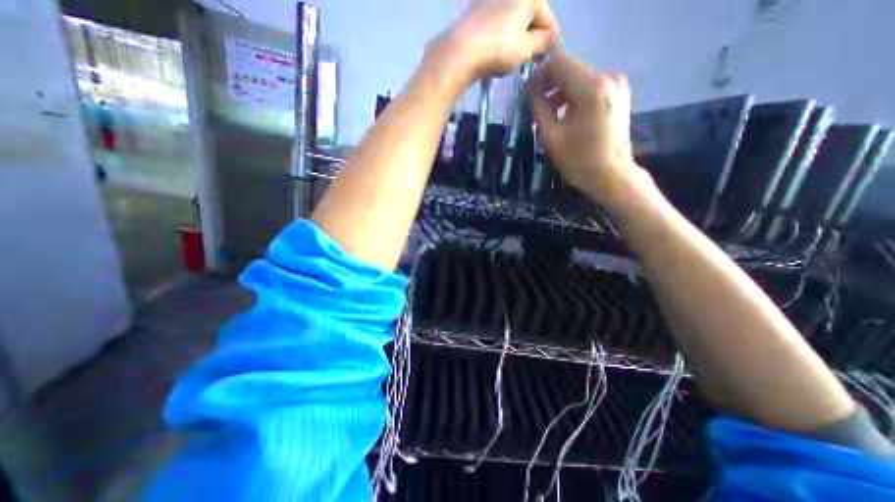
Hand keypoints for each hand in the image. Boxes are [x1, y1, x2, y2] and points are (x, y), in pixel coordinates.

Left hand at [433, 0, 557, 80]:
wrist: (461, 51)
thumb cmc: (499, 48)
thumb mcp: (526, 49)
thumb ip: (543, 43)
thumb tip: (552, 39)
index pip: (548, 17)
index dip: (552, 39)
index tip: (552, 56)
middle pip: (530, 17)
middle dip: (533, 38)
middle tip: (533, 59)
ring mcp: (491, 0)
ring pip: (513, 22)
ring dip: (517, 39)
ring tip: (515, 59)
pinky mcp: (476, 12)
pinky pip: (497, 25)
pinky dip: (502, 38)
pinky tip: (498, 53)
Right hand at [526, 54, 650, 205]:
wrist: (612, 176)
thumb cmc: (579, 160)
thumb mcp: (551, 136)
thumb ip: (539, 107)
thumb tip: (531, 88)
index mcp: (591, 88)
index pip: (559, 63)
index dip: (539, 75)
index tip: (527, 93)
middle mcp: (608, 77)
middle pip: (571, 68)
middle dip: (550, 84)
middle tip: (536, 106)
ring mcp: (617, 84)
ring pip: (580, 77)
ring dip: (561, 92)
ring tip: (550, 115)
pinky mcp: (619, 94)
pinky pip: (590, 86)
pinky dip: (575, 96)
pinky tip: (568, 115)